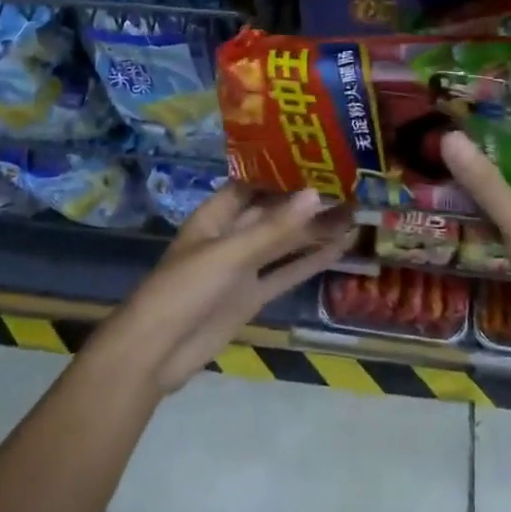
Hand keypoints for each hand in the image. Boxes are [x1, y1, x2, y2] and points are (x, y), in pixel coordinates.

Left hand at [96, 185, 353, 395]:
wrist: (156, 353)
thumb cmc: (185, 289)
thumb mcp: (230, 254)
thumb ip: (274, 229)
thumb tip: (315, 194)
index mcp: (215, 216)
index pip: (252, 184)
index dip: (281, 172)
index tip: (318, 158)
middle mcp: (230, 236)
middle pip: (273, 213)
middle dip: (305, 202)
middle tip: (349, 187)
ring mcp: (242, 268)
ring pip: (284, 243)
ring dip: (314, 231)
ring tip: (354, 214)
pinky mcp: (252, 296)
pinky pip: (285, 273)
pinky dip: (310, 262)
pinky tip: (339, 249)